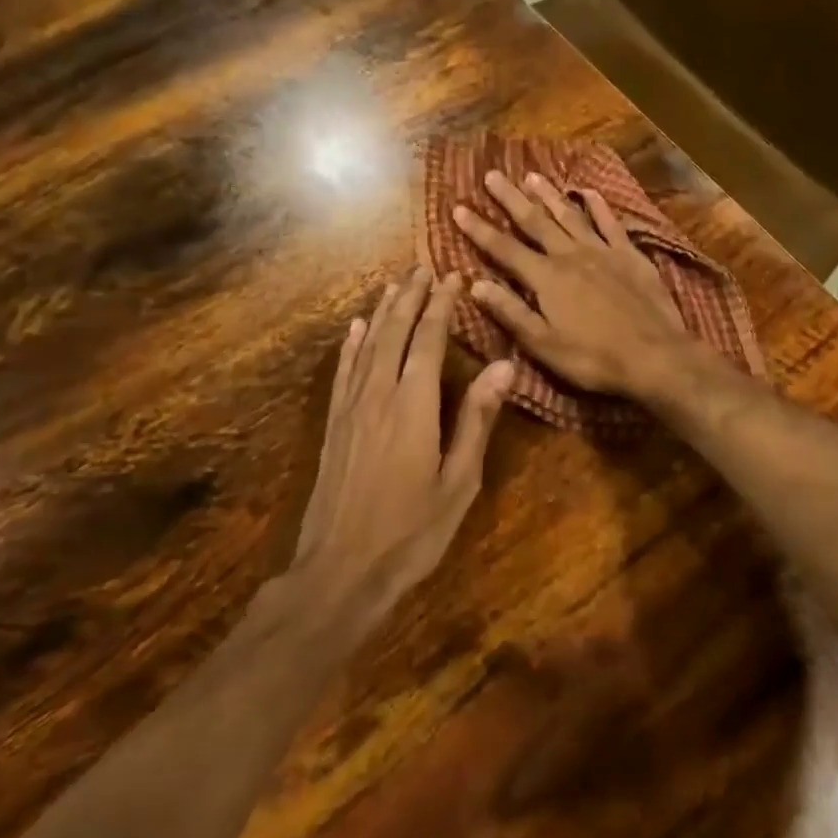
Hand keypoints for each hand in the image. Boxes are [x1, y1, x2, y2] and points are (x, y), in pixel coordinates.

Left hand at [294, 268, 513, 625]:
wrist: (340, 570)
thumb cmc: (412, 531)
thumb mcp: (459, 480)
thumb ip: (478, 419)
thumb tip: (504, 365)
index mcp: (414, 405)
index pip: (429, 340)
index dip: (441, 306)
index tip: (452, 277)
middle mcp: (378, 395)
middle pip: (394, 332)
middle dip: (410, 297)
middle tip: (423, 267)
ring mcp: (350, 409)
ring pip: (366, 345)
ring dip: (381, 312)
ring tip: (394, 285)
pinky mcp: (333, 426)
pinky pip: (343, 372)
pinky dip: (350, 345)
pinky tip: (353, 328)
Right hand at [453, 170, 702, 397]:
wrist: (654, 355)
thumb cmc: (594, 358)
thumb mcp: (543, 344)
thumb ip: (510, 312)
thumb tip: (474, 285)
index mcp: (546, 278)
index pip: (504, 249)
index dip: (479, 229)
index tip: (459, 208)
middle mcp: (570, 255)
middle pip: (535, 222)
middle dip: (511, 199)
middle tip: (493, 174)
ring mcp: (602, 252)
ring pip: (570, 216)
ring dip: (549, 195)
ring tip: (532, 175)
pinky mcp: (630, 255)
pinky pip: (610, 223)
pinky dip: (598, 206)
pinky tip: (589, 192)